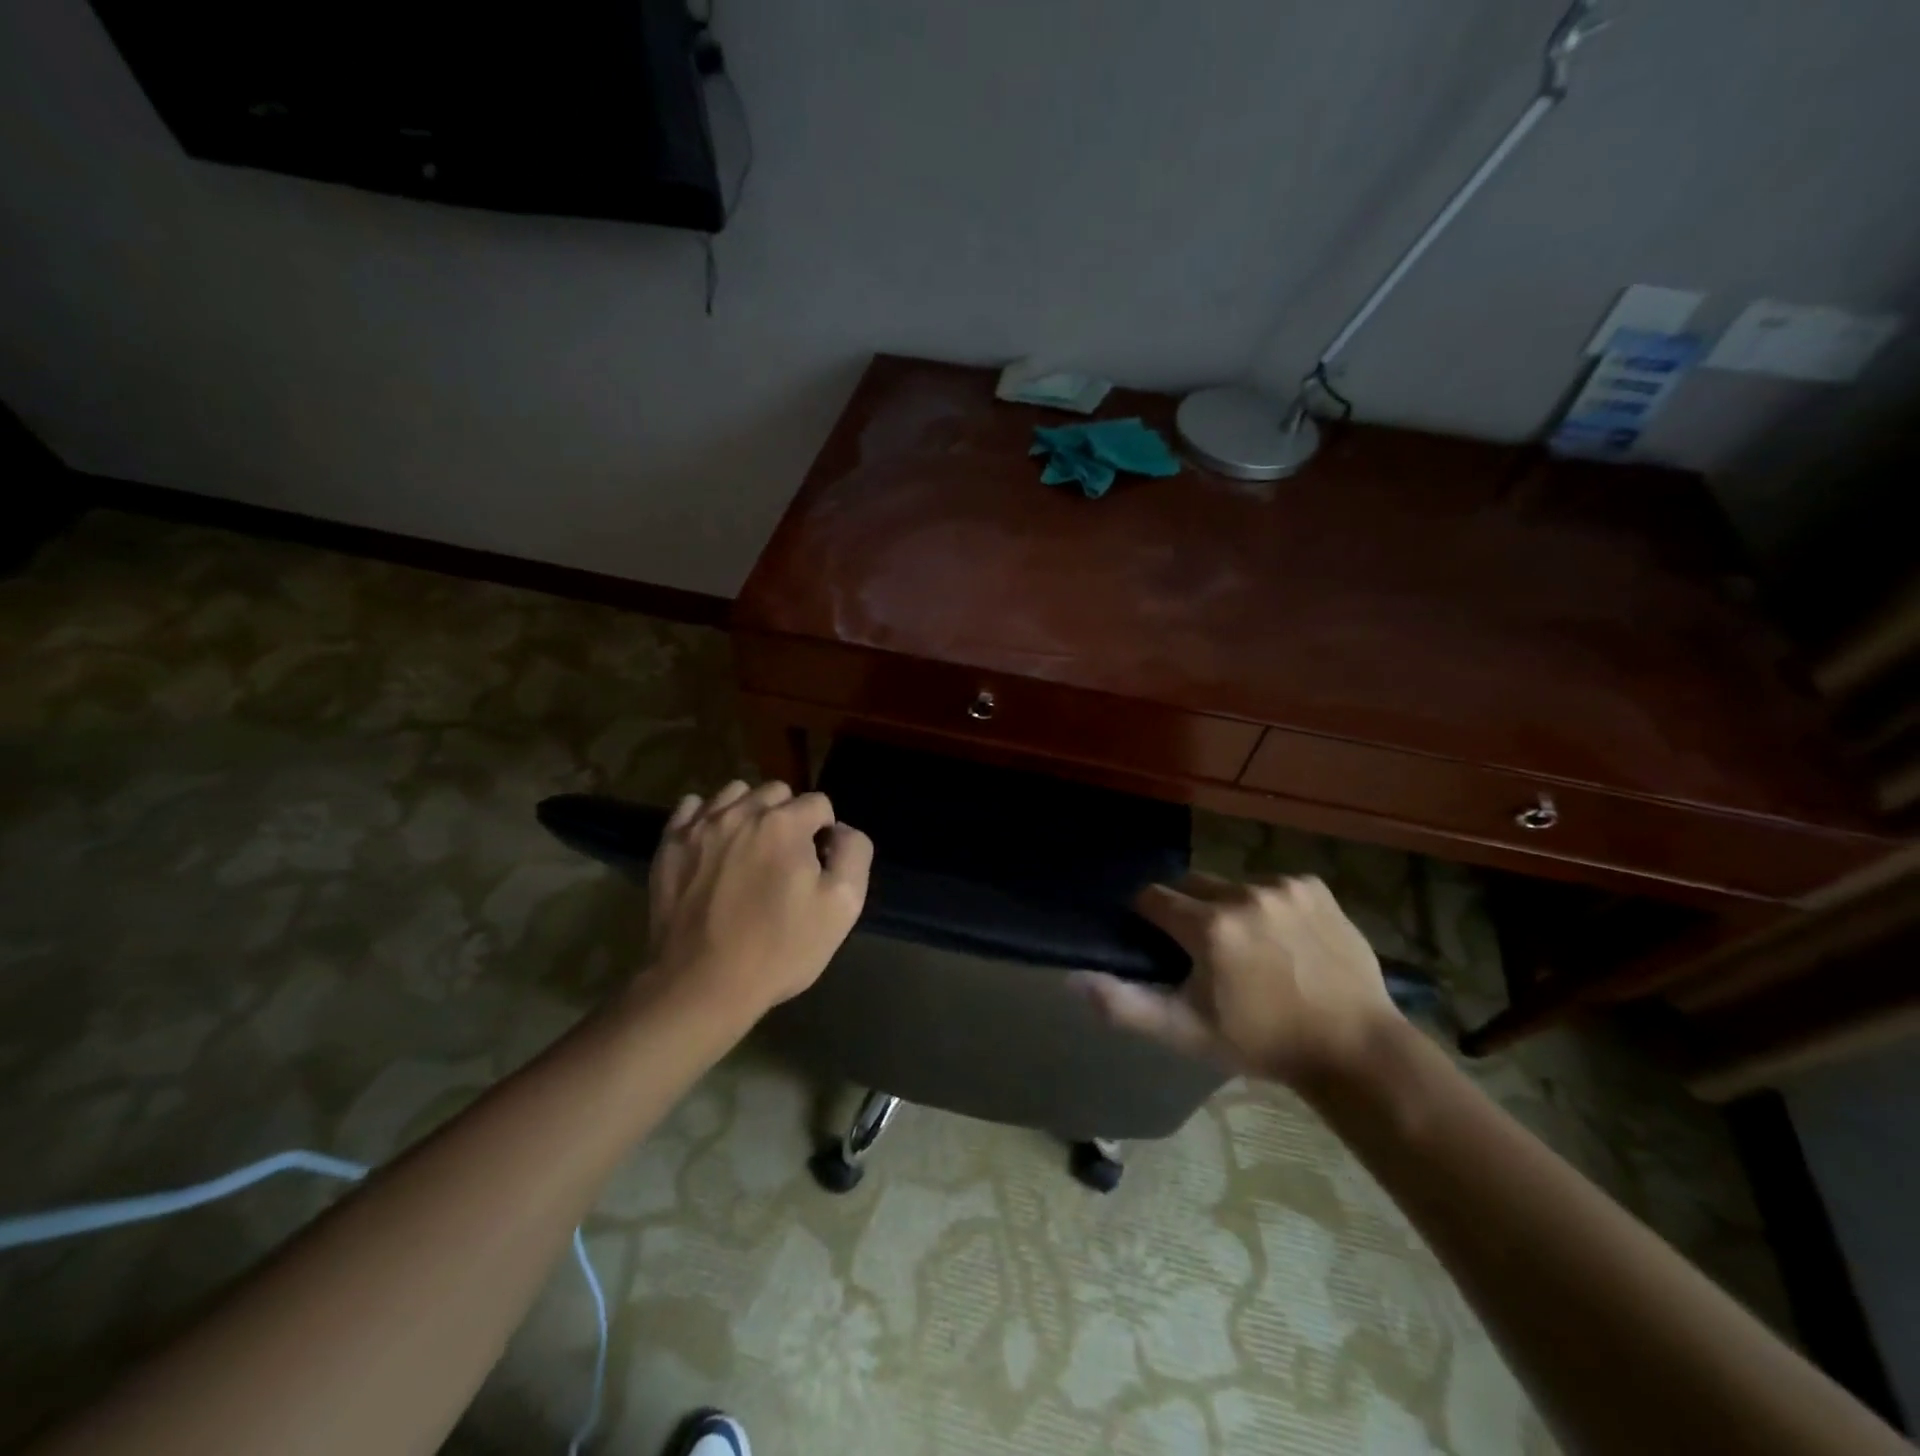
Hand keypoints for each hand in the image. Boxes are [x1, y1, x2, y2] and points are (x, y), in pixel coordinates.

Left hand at [640, 780, 872, 1022]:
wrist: (701, 985)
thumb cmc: (779, 948)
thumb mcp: (842, 906)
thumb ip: (853, 852)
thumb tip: (839, 831)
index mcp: (784, 823)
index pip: (818, 803)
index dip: (824, 833)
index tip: (816, 868)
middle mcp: (740, 812)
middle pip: (776, 792)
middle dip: (787, 817)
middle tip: (784, 860)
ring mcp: (699, 826)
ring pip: (734, 793)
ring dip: (748, 812)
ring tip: (748, 850)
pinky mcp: (669, 845)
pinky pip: (691, 808)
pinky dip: (706, 818)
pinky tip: (713, 846)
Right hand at [1071, 872, 1400, 1088]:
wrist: (1354, 1047)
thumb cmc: (1261, 1042)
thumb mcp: (1185, 1032)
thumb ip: (1124, 1004)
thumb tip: (1073, 979)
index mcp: (1209, 927)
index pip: (1153, 897)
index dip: (1149, 918)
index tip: (1160, 942)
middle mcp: (1243, 893)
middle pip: (1192, 884)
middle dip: (1188, 910)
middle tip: (1203, 949)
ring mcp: (1283, 886)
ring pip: (1232, 884)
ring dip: (1230, 906)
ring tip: (1249, 947)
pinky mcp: (1315, 887)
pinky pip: (1273, 884)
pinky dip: (1269, 904)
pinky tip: (1285, 938)